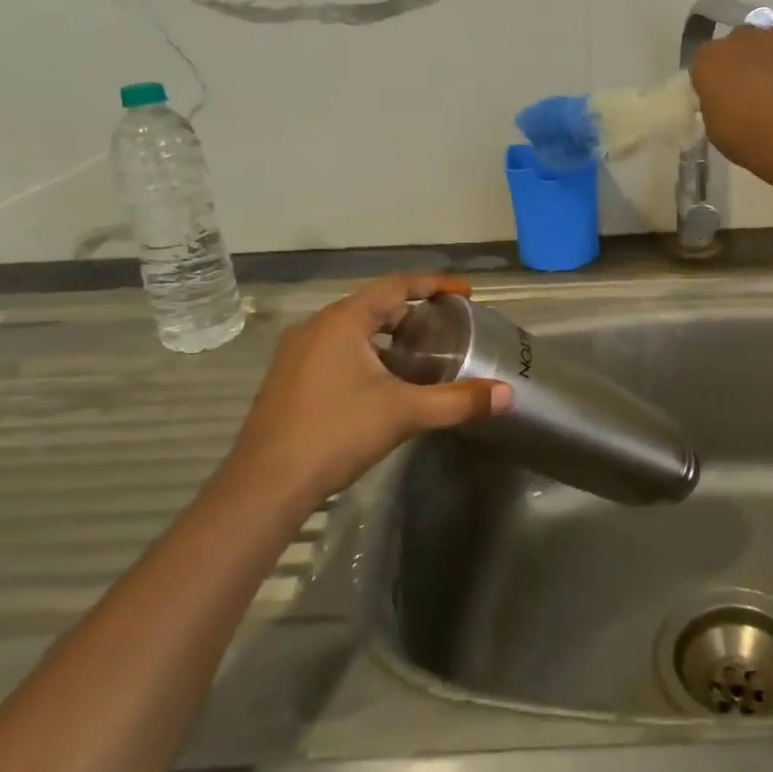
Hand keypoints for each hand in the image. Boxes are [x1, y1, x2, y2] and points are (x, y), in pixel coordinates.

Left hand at [229, 274, 510, 502]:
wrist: (265, 486)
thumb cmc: (335, 434)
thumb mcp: (404, 413)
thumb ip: (458, 401)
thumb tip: (507, 395)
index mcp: (342, 321)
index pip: (396, 286)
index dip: (434, 285)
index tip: (465, 293)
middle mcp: (316, 327)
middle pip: (374, 306)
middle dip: (413, 312)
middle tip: (447, 327)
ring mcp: (297, 354)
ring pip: (353, 330)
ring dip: (389, 335)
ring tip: (421, 354)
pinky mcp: (288, 379)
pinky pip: (336, 350)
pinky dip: (367, 354)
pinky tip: (383, 383)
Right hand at [689, 24, 772, 168]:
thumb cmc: (750, 139)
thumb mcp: (716, 129)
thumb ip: (717, 104)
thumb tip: (727, 99)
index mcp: (709, 59)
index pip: (706, 61)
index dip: (715, 79)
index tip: (724, 98)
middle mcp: (742, 37)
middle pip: (740, 46)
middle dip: (746, 63)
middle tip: (756, 94)